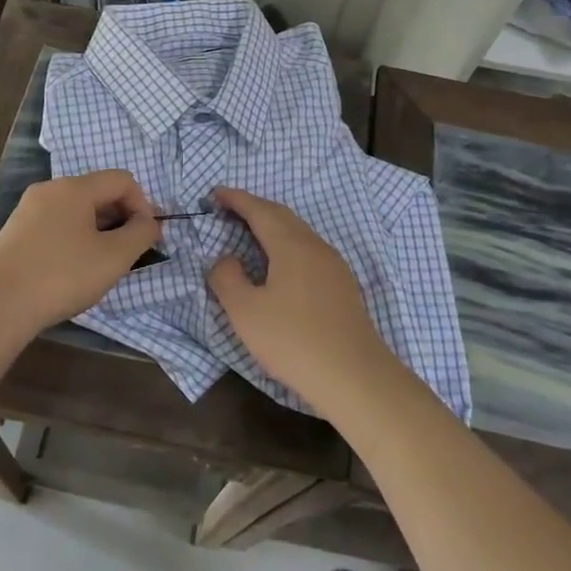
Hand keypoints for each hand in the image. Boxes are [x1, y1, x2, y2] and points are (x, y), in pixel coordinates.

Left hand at [0, 170, 160, 341]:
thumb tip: (149, 223)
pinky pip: (56, 225)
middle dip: (121, 219)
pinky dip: (73, 240)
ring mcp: (27, 210)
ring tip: (101, 266)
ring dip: (98, 231)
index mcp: (74, 187)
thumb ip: (140, 234)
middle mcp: (49, 190)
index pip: (122, 180)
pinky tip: (71, 271)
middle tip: (128, 255)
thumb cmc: (61, 276)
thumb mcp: (113, 258)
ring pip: (76, 211)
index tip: (147, 238)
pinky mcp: (14, 233)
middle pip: (98, 193)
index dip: (143, 205)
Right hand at [207, 186, 400, 413]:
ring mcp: (334, 265)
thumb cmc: (294, 341)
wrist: (356, 377)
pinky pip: (309, 250)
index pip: (259, 210)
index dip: (236, 199)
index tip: (215, 193)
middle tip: (229, 209)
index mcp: (291, 245)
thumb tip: (226, 259)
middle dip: (254, 207)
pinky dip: (287, 244)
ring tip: (250, 233)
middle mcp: (315, 246)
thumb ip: (227, 278)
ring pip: (298, 233)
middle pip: (282, 216)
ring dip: (273, 226)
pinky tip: (280, 265)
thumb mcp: (246, 313)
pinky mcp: (342, 286)